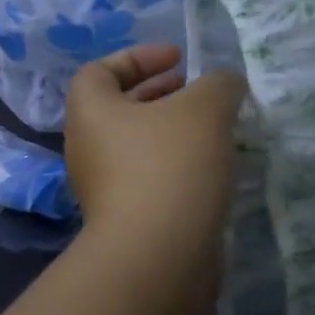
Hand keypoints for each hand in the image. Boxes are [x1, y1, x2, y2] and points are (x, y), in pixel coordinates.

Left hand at [65, 44, 245, 258]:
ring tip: (216, 130)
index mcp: (92, 112)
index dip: (138, 56)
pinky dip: (179, 167)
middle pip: (121, 109)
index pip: (100, 70)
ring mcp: (106, 190)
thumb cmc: (171, 167)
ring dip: (174, 133)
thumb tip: (225, 83)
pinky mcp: (129, 221)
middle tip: (199, 93)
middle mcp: (89, 149)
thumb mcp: (205, 109)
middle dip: (162, 95)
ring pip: (140, 147)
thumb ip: (219, 84)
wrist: (159, 257)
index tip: (178, 59)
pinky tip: (214, 171)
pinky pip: (152, 179)